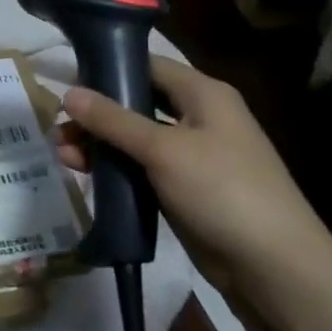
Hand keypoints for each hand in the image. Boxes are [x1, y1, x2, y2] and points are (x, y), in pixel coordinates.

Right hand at [55, 56, 331, 275]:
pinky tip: (87, 176)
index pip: (148, 65)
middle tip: (58, 129)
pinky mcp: (186, 189)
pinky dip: (116, 169)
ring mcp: (193, 155)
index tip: (66, 80)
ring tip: (64, 156)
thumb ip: (113, 120)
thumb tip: (69, 93)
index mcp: (203, 94)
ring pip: (137, 138)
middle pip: (138, 103)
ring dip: (101, 144)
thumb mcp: (163, 150)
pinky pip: (143, 168)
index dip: (107, 68)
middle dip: (97, 114)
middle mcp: (199, 117)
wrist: (272, 265)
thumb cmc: (222, 191)